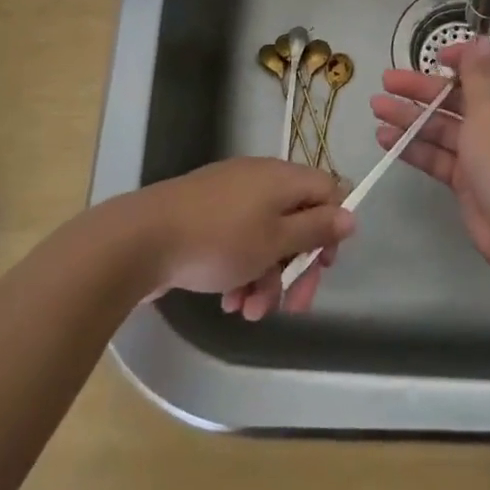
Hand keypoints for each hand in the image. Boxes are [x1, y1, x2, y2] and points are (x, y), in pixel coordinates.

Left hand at [115, 158, 353, 320]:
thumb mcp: (275, 240)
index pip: (327, 191)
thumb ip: (316, 228)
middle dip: (295, 268)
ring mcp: (229, 197)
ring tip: (248, 312)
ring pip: (266, 238)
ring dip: (266, 278)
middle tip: (292, 307)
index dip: (332, 228)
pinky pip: (238, 242)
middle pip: (296, 221)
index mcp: (281, 178)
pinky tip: (229, 301)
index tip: (323, 263)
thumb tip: (350, 215)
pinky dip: (240, 271)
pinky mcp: (205, 217)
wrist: (140, 240)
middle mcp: (259, 181)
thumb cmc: (218, 240)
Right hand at [371, 39, 489, 271]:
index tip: (437, 56)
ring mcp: (484, 152)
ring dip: (411, 116)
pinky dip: (414, 147)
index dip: (466, 59)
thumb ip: (478, 74)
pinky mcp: (467, 178)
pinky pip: (438, 156)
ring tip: (376, 106)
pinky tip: (385, 139)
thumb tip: (482, 40)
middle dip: (424, 88)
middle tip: (387, 79)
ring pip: (444, 126)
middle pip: (460, 97)